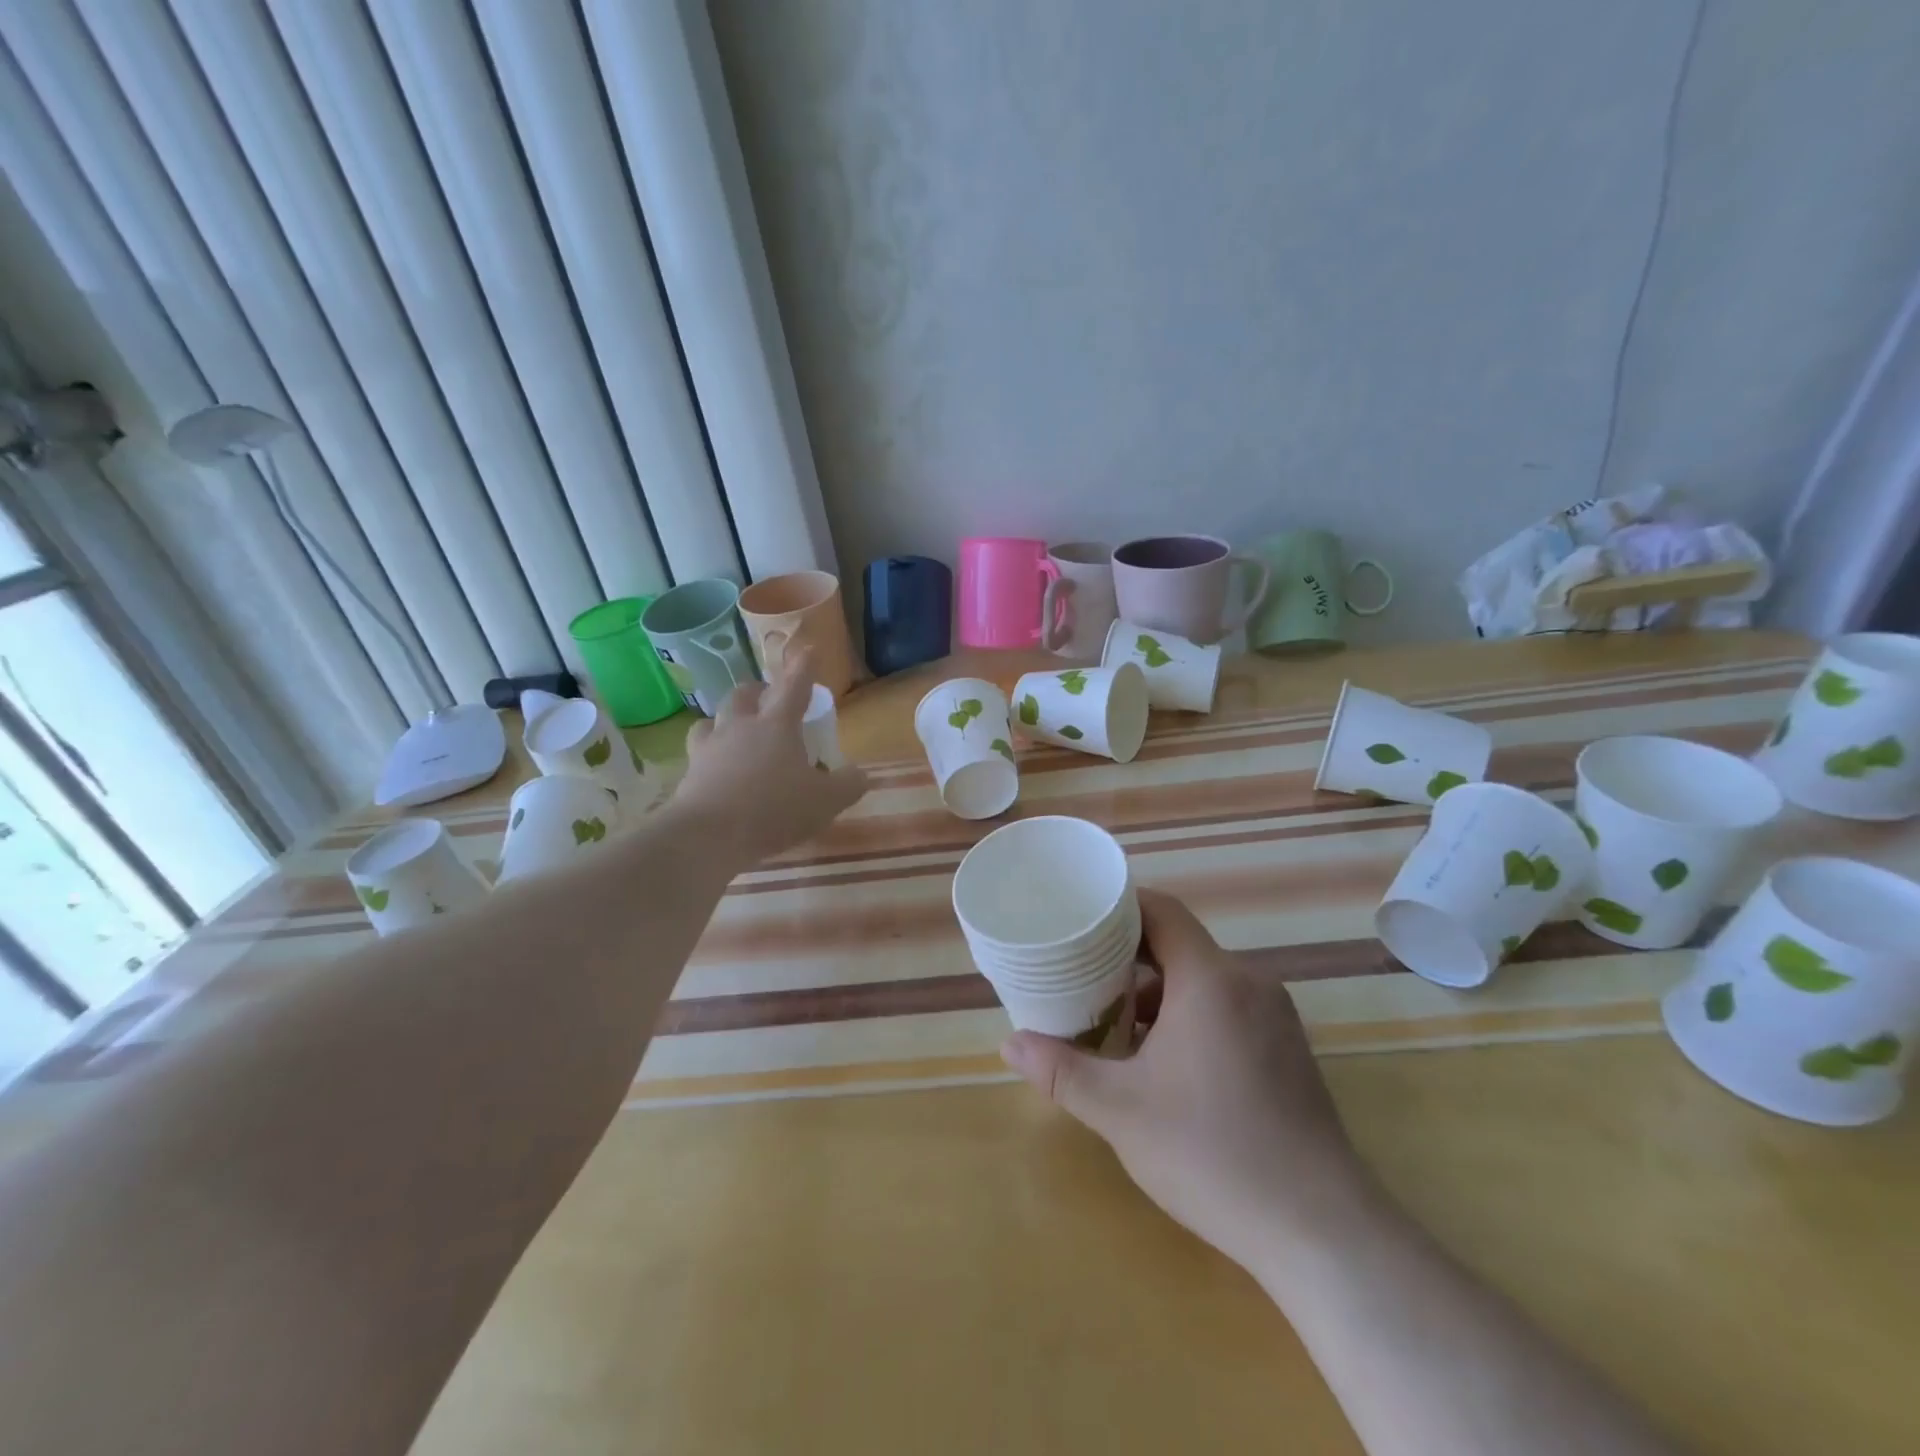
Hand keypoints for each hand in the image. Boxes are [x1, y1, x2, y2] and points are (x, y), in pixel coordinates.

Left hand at [670, 652, 866, 865]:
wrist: (708, 836)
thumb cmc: (773, 810)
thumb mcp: (825, 802)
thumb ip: (847, 785)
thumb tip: (860, 773)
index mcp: (777, 725)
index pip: (794, 685)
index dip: (803, 666)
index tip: (808, 649)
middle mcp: (741, 727)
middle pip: (744, 694)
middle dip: (758, 691)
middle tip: (769, 700)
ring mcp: (710, 748)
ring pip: (713, 719)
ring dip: (726, 720)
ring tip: (735, 733)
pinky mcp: (689, 772)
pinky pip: (699, 753)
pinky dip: (710, 754)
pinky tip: (717, 769)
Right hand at [1001, 890, 1373, 1271]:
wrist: (1320, 1230)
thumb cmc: (1212, 1153)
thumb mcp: (1121, 1111)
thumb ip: (1062, 1071)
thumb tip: (1009, 1044)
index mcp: (1211, 979)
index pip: (1162, 911)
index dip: (1119, 906)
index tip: (1078, 919)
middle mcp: (1248, 983)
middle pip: (1180, 943)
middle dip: (1127, 954)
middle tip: (1080, 971)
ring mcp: (1274, 1017)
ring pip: (1203, 979)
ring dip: (1157, 990)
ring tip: (1112, 1018)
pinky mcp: (1286, 1050)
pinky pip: (1227, 1007)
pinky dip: (1188, 1014)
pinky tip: (1161, 1059)